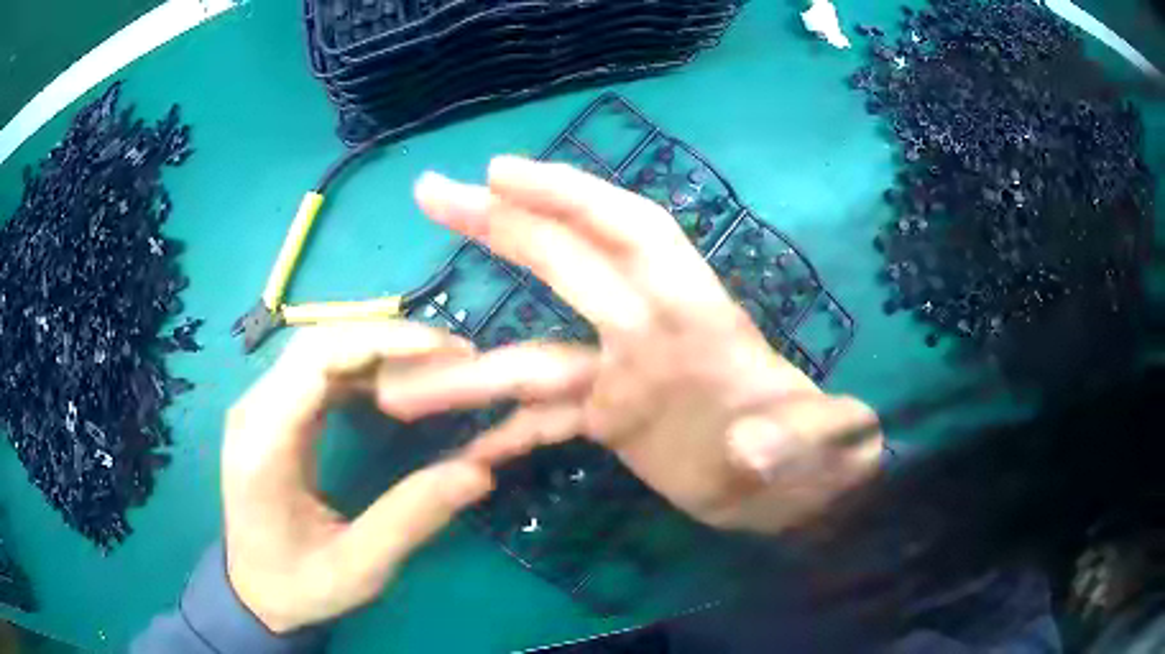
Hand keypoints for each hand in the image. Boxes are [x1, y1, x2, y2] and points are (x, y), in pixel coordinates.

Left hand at [221, 322, 593, 632]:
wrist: (253, 591)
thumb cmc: (299, 586)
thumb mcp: (359, 569)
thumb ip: (411, 519)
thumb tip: (478, 471)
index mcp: (264, 448)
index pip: (314, 362)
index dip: (380, 343)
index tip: (443, 350)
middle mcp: (253, 412)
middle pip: (317, 342)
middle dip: (387, 338)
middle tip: (452, 354)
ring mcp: (260, 408)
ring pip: (319, 349)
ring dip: (378, 348)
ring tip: (435, 363)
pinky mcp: (273, 413)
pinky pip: (318, 370)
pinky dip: (363, 367)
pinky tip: (397, 383)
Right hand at [408, 157, 882, 533]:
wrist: (794, 494)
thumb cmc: (812, 465)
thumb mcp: (817, 454)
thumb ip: (797, 442)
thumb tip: (752, 444)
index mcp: (695, 321)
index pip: (629, 234)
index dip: (570, 196)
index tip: (500, 172)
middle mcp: (647, 334)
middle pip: (565, 266)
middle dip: (499, 225)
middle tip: (432, 194)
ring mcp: (621, 377)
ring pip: (532, 360)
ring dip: (468, 374)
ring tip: (399, 392)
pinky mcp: (610, 418)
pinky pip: (546, 420)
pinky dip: (506, 434)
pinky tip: (466, 454)